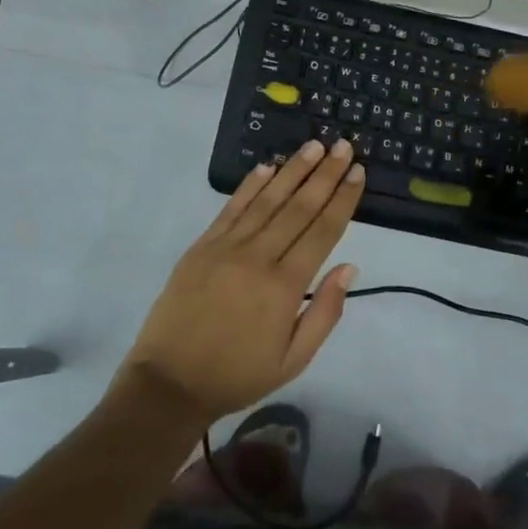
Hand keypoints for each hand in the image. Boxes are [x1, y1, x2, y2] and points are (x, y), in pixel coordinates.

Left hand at [119, 137, 365, 423]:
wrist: (169, 383)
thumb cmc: (237, 375)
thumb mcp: (293, 360)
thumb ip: (325, 312)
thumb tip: (349, 267)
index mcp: (284, 286)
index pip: (322, 231)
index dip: (342, 199)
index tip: (358, 172)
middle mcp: (257, 257)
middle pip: (298, 207)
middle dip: (324, 174)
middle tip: (343, 146)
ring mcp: (225, 247)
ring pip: (266, 200)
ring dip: (292, 170)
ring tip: (313, 146)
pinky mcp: (201, 246)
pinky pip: (231, 208)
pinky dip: (250, 185)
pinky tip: (267, 166)